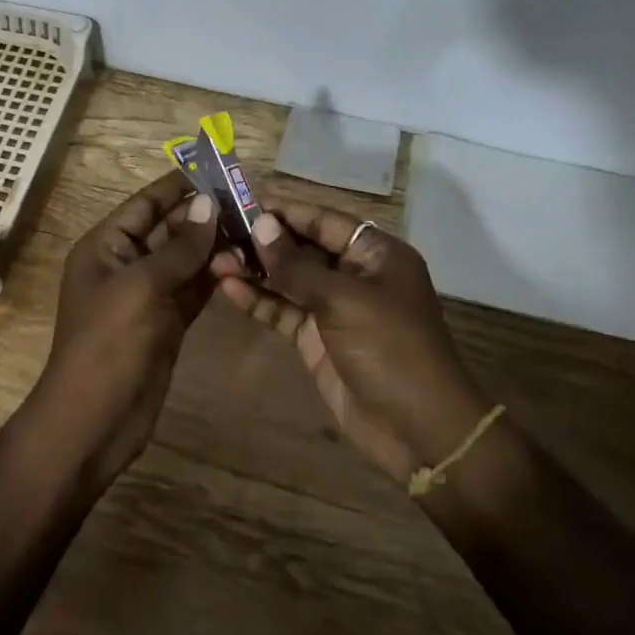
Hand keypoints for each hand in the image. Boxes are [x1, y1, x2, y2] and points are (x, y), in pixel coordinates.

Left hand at [30, 171, 219, 486]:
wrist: (95, 421)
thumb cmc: (108, 343)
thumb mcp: (142, 287)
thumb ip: (179, 247)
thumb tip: (209, 204)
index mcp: (106, 246)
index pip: (145, 204)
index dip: (177, 186)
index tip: (216, 169)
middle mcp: (126, 264)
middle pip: (168, 230)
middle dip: (205, 216)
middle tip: (250, 201)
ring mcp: (148, 295)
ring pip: (185, 260)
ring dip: (215, 246)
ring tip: (256, 229)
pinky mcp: (167, 322)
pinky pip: (193, 289)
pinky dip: (215, 277)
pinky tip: (245, 265)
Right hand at [211, 203, 488, 483]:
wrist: (419, 431)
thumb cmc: (391, 350)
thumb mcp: (344, 301)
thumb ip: (297, 265)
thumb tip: (261, 225)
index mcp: (375, 254)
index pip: (323, 220)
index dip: (284, 212)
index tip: (241, 203)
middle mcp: (355, 275)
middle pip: (303, 248)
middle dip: (263, 242)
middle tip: (219, 233)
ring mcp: (334, 309)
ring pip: (289, 280)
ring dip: (255, 271)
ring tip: (215, 261)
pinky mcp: (317, 339)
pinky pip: (284, 311)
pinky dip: (258, 301)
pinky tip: (228, 289)